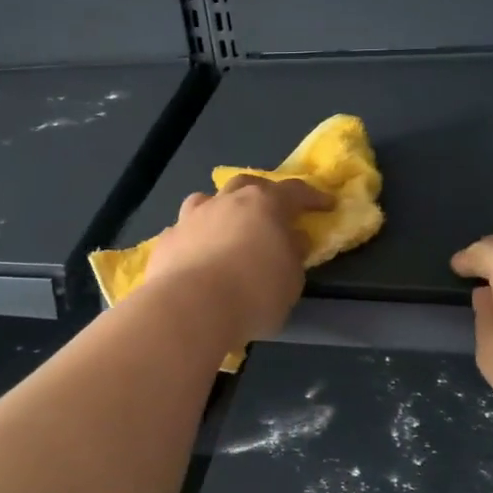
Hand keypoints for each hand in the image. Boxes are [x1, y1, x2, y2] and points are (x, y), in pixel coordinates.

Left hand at [143, 176, 332, 345]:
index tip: (326, 205)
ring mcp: (191, 217)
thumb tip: (292, 240)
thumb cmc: (254, 293)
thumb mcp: (291, 281)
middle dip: (262, 194)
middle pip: (247, 185)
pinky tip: (194, 256)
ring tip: (225, 227)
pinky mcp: (166, 240)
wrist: (191, 307)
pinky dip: (193, 238)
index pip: (294, 191)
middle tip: (271, 211)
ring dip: (220, 209)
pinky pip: (183, 231)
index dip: (312, 197)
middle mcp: (226, 202)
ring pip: (207, 200)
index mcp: (264, 205)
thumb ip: (293, 255)